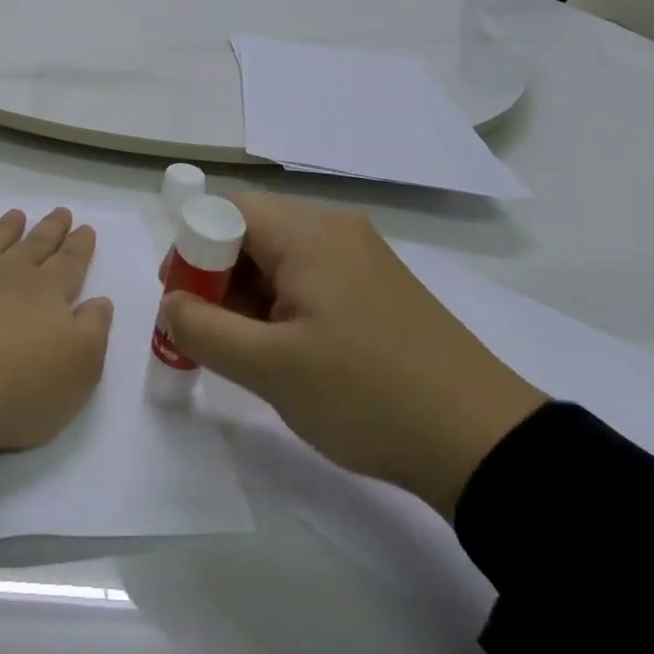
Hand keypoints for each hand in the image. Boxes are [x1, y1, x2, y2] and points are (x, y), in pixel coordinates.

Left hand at [0, 208, 113, 452]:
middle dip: (50, 229)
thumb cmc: (22, 386)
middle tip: (61, 212)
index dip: (80, 246)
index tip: (86, 228)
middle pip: (34, 246)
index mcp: (47, 293)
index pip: (70, 263)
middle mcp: (8, 275)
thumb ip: (94, 329)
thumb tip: (100, 300)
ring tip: (16, 215)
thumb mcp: (80, 368)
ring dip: (6, 229)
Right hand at [160, 193, 545, 518]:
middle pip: (252, 233)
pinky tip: (290, 355)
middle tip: (210, 336)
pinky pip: (312, 279)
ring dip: (250, 298)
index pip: (226, 212)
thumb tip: (170, 303)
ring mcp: (362, 257)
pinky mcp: (379, 287)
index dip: (191, 251)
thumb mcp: (269, 369)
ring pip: (281, 259)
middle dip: (217, 279)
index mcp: (308, 233)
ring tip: (249, 355)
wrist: (483, 441)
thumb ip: (202, 329)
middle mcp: (334, 230)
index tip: (182, 305)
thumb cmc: (366, 394)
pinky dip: (284, 307)